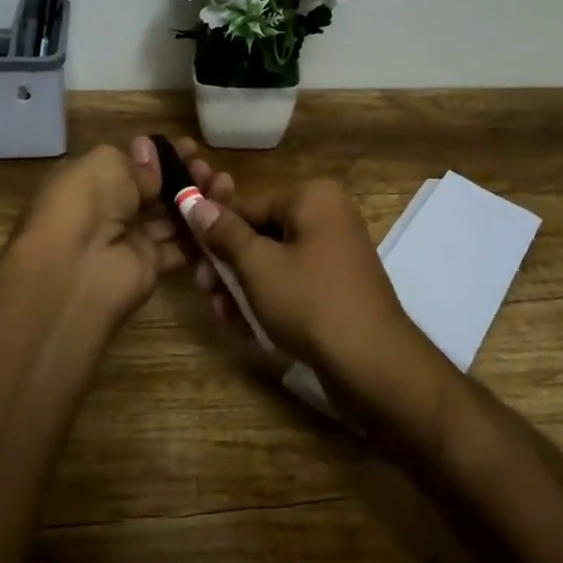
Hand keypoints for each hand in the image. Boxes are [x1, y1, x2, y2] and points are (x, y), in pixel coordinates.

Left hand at [13, 136, 235, 333]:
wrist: (76, 269)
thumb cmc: (85, 203)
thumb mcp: (107, 165)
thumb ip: (137, 164)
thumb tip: (152, 155)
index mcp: (91, 180)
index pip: (132, 164)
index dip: (162, 156)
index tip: (192, 148)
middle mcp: (108, 209)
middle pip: (154, 190)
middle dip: (184, 177)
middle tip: (209, 169)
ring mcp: (129, 239)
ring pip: (171, 217)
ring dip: (197, 202)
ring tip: (225, 186)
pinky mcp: (149, 266)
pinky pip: (180, 247)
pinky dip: (201, 234)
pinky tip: (224, 217)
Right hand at [182, 175, 444, 408]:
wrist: (372, 364)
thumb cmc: (310, 302)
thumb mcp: (258, 265)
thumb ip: (224, 233)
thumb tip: (194, 203)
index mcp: (313, 198)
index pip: (248, 205)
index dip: (214, 232)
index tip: (190, 258)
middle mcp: (328, 217)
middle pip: (261, 234)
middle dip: (229, 265)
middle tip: (205, 290)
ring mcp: (335, 253)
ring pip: (274, 262)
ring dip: (243, 287)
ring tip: (223, 314)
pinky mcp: (336, 287)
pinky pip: (293, 283)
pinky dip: (269, 300)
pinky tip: (246, 326)